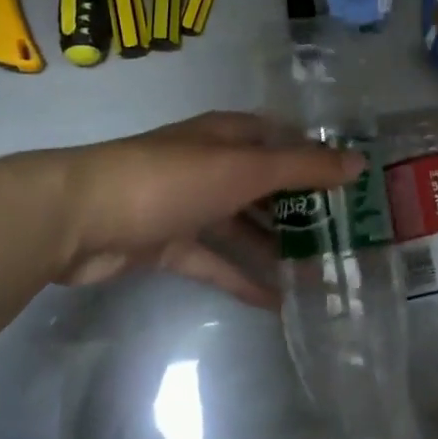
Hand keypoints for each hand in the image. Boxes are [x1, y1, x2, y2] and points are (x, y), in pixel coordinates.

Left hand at [50, 112, 361, 308]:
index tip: (355, 187)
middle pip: (265, 186)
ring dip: (276, 248)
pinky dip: (241, 277)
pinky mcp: (168, 244)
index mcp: (226, 136)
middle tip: (347, 240)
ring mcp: (188, 205)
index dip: (318, 159)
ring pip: (242, 226)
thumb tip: (357, 163)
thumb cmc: (169, 180)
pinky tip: (277, 302)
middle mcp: (210, 165)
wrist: (80, 217)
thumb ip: (300, 168)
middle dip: (302, 210)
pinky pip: (215, 260)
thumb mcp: (242, 169)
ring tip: (321, 276)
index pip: (283, 141)